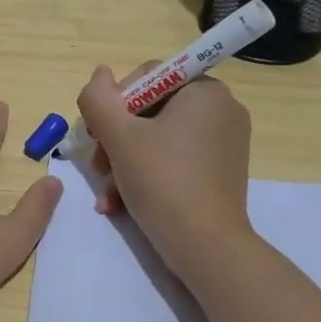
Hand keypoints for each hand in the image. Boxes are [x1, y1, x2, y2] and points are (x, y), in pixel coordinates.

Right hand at [77, 63, 253, 278]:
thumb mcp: (119, 136)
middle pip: (150, 111)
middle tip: (99, 168)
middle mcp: (221, 110)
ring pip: (157, 140)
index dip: (114, 103)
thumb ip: (99, 99)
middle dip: (116, 141)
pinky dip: (146, 176)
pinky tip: (121, 203)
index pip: (147, 78)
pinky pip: (174, 161)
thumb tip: (99, 73)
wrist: (206, 247)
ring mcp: (224, 143)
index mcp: (205, 91)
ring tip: (108, 194)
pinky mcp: (220, 172)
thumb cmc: (163, 182)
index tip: (96, 134)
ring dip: (124, 163)